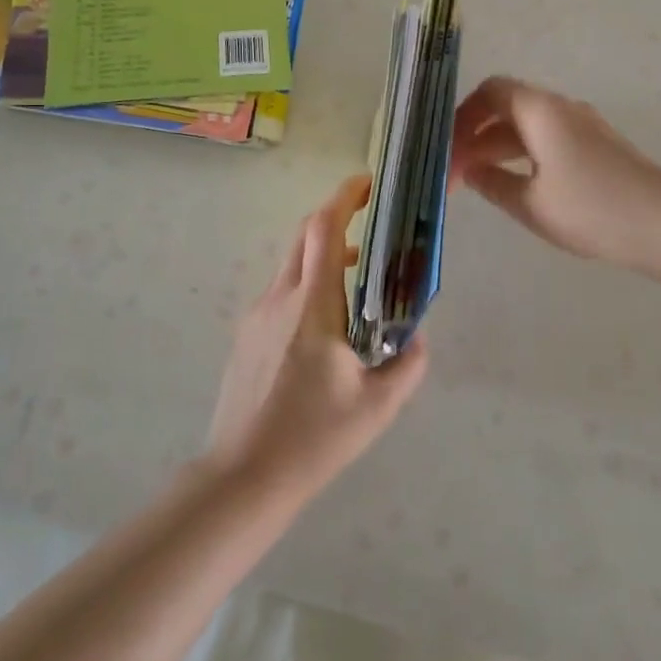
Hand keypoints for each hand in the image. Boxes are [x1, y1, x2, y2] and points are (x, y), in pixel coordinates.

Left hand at [206, 175, 427, 495]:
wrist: (243, 476)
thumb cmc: (313, 438)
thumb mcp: (376, 407)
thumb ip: (406, 366)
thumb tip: (418, 338)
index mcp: (311, 306)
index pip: (323, 230)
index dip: (343, 198)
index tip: (366, 184)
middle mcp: (279, 299)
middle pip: (304, 239)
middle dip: (335, 220)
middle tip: (369, 224)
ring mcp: (256, 317)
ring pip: (292, 269)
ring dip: (323, 260)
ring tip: (357, 282)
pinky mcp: (246, 337)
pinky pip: (281, 296)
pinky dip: (307, 290)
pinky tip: (325, 331)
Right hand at [450, 76, 660, 270]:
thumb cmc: (592, 210)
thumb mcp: (530, 204)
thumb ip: (492, 183)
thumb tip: (469, 171)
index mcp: (540, 111)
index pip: (490, 92)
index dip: (461, 116)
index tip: (445, 148)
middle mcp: (561, 108)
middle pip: (506, 108)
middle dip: (474, 136)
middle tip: (454, 174)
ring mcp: (582, 126)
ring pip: (526, 127)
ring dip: (497, 148)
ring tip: (476, 183)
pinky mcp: (597, 147)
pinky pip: (546, 140)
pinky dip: (521, 155)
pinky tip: (514, 184)